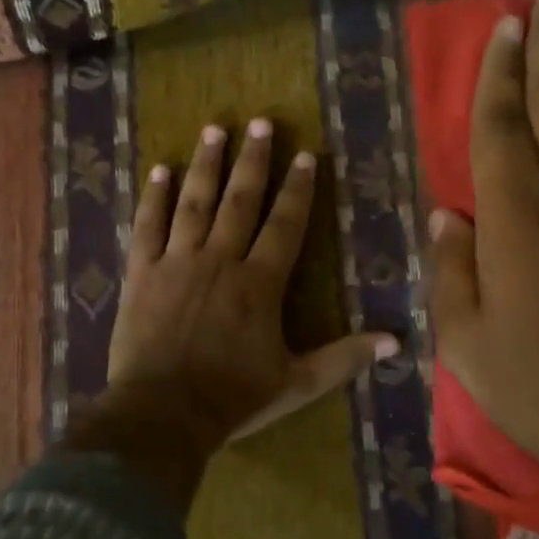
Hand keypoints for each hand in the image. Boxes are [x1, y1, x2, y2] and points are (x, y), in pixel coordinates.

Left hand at [104, 118, 398, 457]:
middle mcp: (220, 260)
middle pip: (240, 200)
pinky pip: (147, 226)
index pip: (285, 224)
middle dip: (253, 160)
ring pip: (194, 202)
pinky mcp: (141, 273)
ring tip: (215, 129)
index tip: (304, 155)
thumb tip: (396, 342)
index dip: (297, 189)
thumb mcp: (297, 383)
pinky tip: (159, 170)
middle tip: (261, 122)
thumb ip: (345, 358)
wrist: (161, 415)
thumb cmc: (232, 398)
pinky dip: (153, 198)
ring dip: (206, 164)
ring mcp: (177, 262)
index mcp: (260, 283)